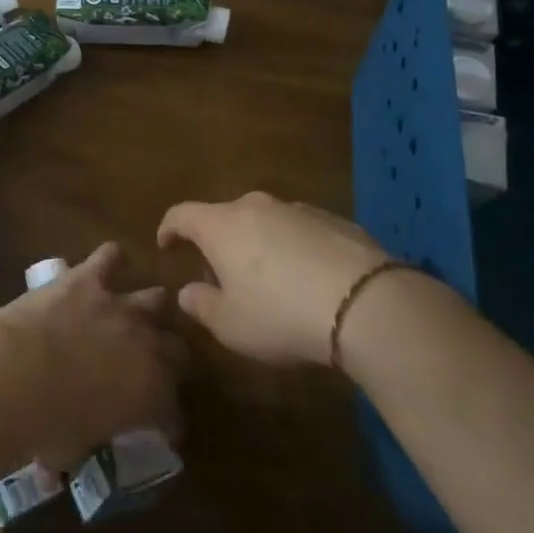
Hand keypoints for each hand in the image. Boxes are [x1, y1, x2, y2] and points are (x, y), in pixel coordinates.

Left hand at [0, 243, 184, 471]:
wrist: (16, 373)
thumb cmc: (44, 426)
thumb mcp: (70, 451)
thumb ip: (74, 447)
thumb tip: (57, 471)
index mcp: (149, 396)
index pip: (173, 411)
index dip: (167, 420)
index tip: (158, 428)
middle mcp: (146, 347)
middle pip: (177, 349)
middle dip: (169, 360)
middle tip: (152, 367)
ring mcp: (119, 307)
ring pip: (156, 299)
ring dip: (149, 308)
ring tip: (137, 312)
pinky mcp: (89, 279)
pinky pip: (110, 257)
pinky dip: (110, 260)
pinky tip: (104, 264)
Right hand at [157, 193, 386, 366]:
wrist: (367, 303)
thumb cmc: (281, 314)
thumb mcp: (231, 326)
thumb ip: (202, 306)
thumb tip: (188, 291)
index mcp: (221, 225)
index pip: (181, 214)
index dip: (169, 228)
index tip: (166, 245)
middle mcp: (255, 206)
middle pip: (224, 217)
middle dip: (217, 243)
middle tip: (223, 278)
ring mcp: (297, 209)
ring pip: (264, 222)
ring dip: (258, 244)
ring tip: (270, 282)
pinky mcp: (334, 220)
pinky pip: (300, 231)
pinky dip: (294, 249)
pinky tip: (310, 281)